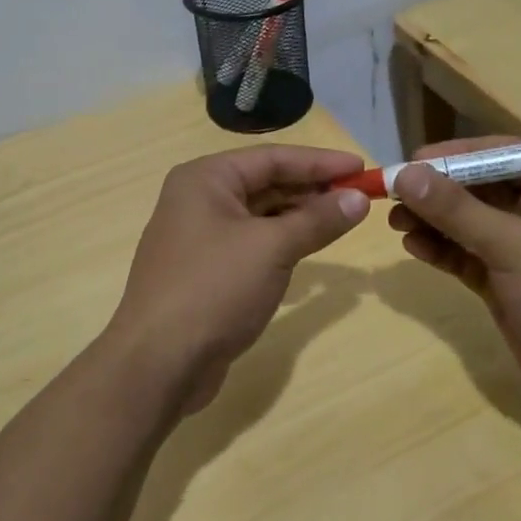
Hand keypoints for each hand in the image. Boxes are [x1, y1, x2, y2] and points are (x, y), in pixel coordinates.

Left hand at [104, 145, 369, 412]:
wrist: (159, 362)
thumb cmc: (214, 289)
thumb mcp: (272, 249)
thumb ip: (317, 220)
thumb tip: (358, 200)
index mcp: (205, 179)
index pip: (272, 158)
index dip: (320, 162)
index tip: (361, 167)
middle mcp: (198, 199)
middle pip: (265, 183)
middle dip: (312, 189)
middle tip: (359, 197)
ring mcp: (198, 237)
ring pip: (259, 215)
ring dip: (299, 216)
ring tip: (342, 220)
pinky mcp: (205, 271)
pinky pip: (251, 243)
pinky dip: (281, 242)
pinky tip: (309, 248)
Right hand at [386, 138, 520, 417]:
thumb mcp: (513, 247)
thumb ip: (457, 209)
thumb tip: (405, 174)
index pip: (502, 154)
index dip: (455, 155)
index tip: (411, 161)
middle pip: (481, 187)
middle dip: (438, 192)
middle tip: (393, 195)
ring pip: (471, 223)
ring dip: (434, 221)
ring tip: (394, 222)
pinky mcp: (510, 280)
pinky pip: (470, 254)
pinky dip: (443, 249)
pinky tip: (414, 246)